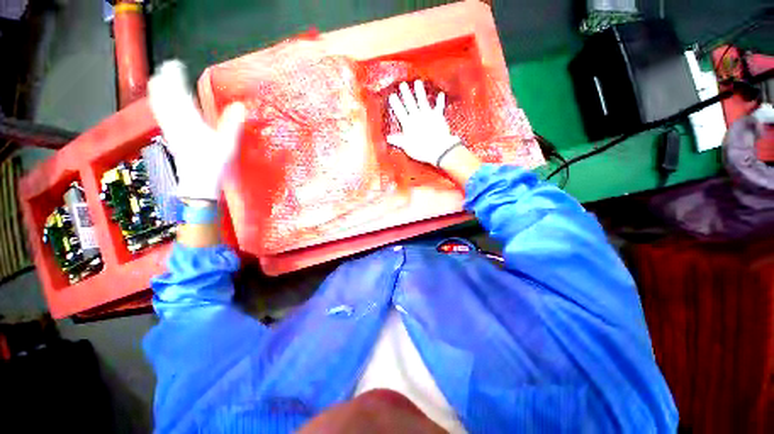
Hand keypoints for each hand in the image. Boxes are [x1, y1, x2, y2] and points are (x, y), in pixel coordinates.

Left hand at [148, 60, 245, 200]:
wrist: (198, 182)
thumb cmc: (214, 164)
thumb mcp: (228, 144)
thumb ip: (232, 124)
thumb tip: (241, 106)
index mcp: (189, 120)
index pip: (177, 93)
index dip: (174, 77)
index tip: (174, 64)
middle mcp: (175, 122)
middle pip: (163, 97)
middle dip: (163, 81)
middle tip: (166, 70)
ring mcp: (171, 130)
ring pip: (159, 106)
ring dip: (158, 92)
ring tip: (158, 82)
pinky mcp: (171, 138)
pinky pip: (162, 116)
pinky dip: (160, 106)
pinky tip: (162, 106)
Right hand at [387, 80, 461, 166]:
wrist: (438, 148)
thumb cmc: (421, 150)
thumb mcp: (407, 147)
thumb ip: (398, 141)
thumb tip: (388, 138)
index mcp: (408, 124)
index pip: (400, 112)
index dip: (396, 103)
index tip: (392, 95)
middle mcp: (417, 117)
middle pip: (410, 103)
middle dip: (406, 93)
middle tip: (403, 84)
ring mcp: (428, 115)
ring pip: (423, 101)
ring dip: (420, 91)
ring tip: (417, 82)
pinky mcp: (438, 116)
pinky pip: (439, 107)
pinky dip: (440, 101)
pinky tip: (441, 94)